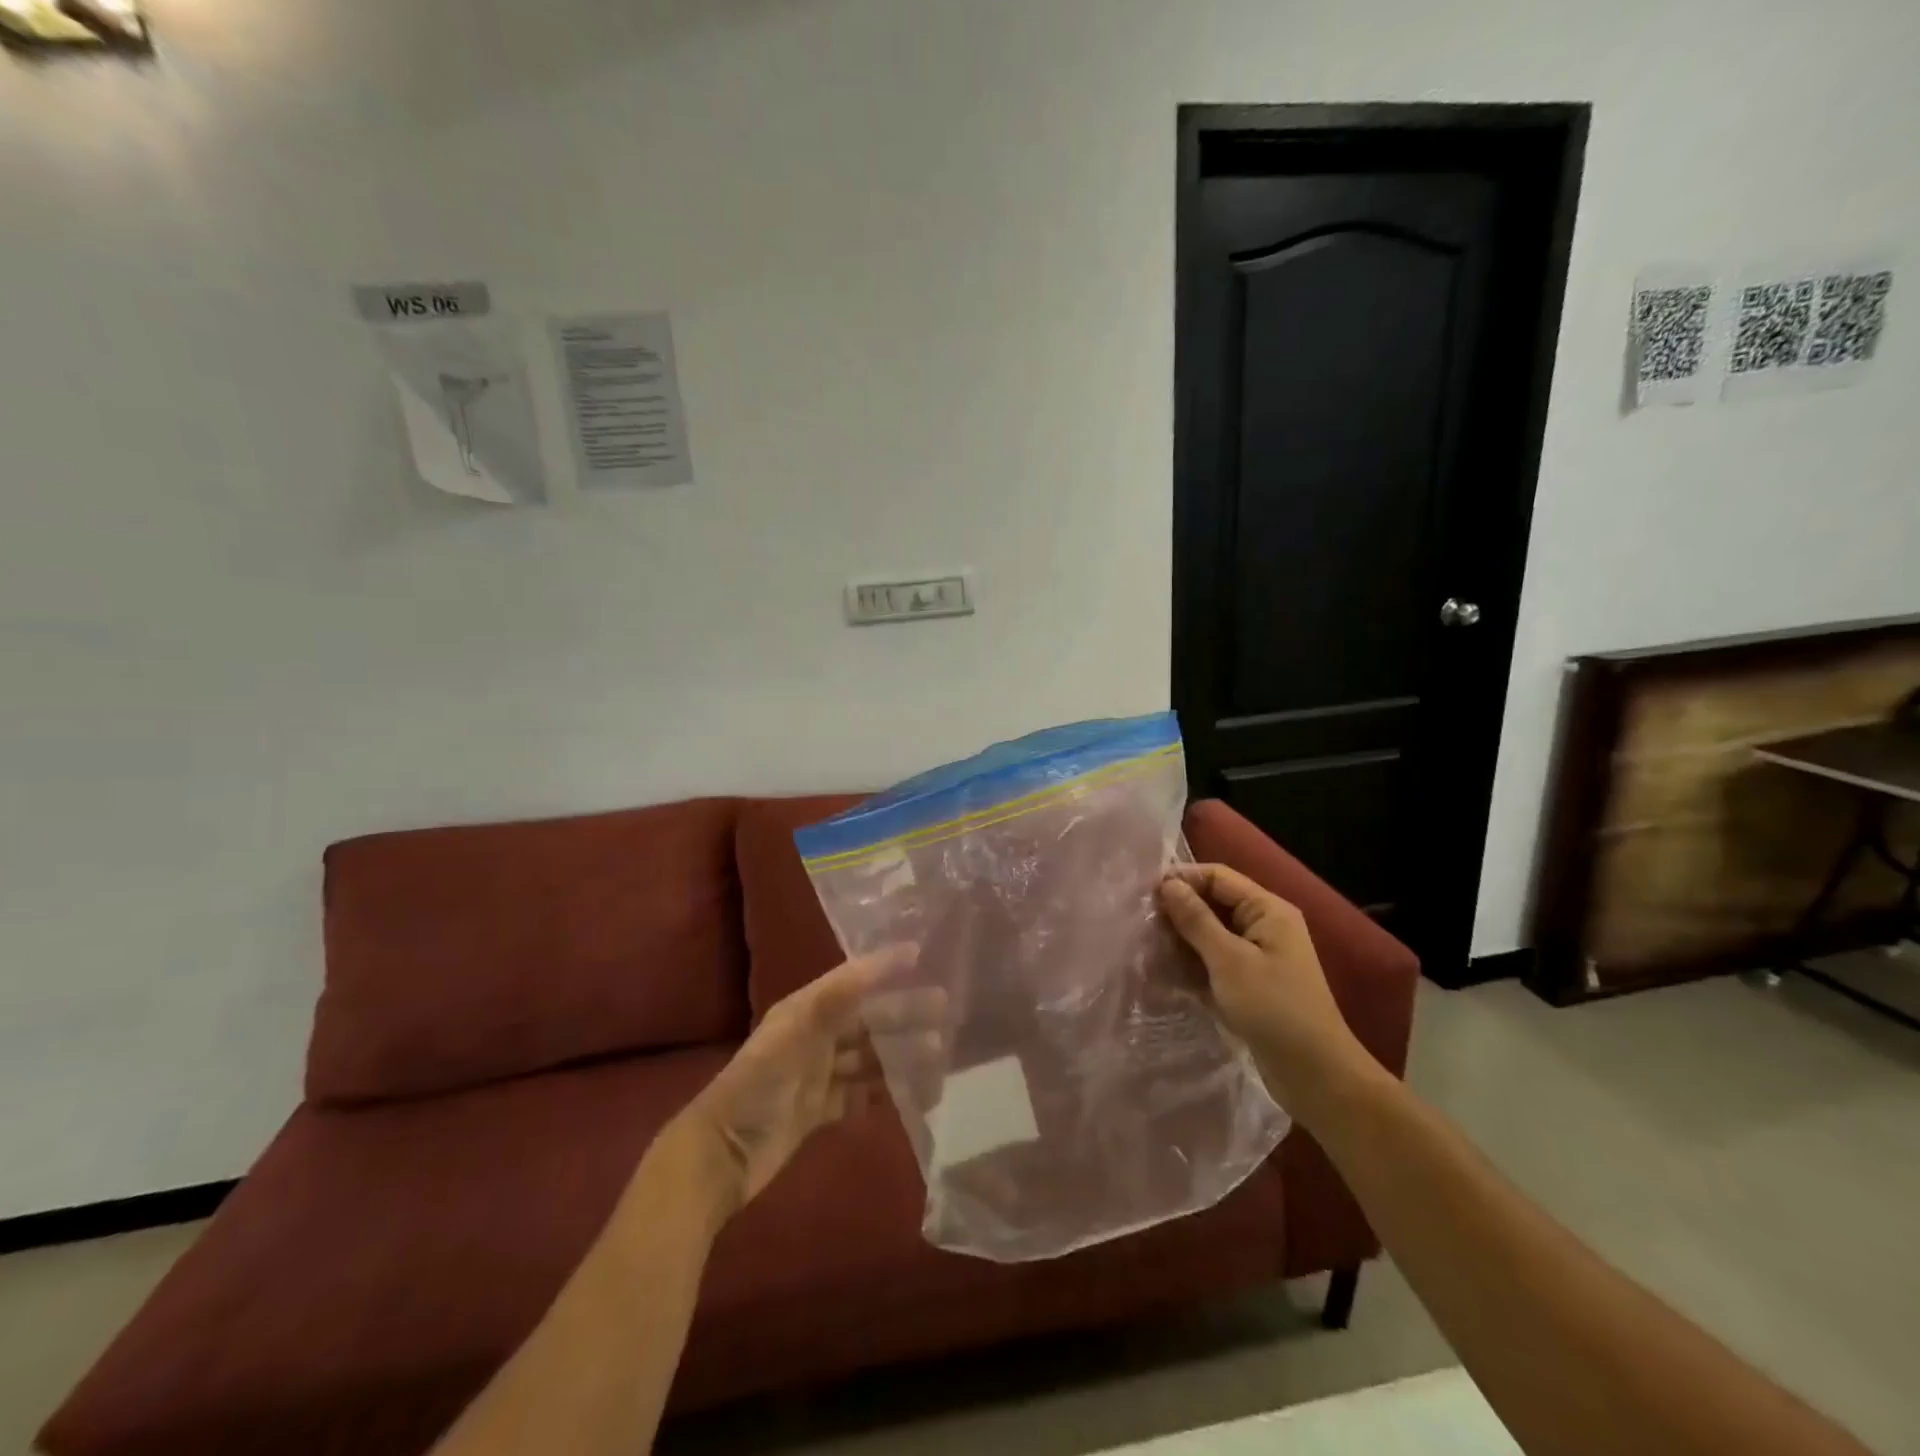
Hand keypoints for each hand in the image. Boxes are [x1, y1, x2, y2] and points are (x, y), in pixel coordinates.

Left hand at [675, 948, 924, 1209]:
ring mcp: (818, 1075)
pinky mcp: (820, 1110)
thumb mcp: (793, 1035)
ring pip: (870, 1057)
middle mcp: (815, 1037)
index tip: (921, 954)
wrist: (721, 1157)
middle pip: (868, 1019)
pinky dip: (887, 1091)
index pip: (853, 980)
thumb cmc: (756, 1087)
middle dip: (904, 1012)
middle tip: (944, 1009)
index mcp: (806, 1011)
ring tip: (937, 1054)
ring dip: (902, 1053)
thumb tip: (877, 962)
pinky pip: (862, 1094)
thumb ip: (834, 999)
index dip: (884, 966)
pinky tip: (914, 1092)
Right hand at [1157, 864, 1372, 1113]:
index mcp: (1267, 910)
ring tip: (1147, 945)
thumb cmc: (1273, 1008)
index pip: (1218, 876)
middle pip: (1213, 903)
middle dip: (1179, 910)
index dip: (1182, 879)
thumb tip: (1167, 884)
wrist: (1314, 1074)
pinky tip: (1164, 971)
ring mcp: (1258, 955)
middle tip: (1141, 921)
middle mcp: (1264, 925)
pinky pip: (1215, 959)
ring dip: (1182, 938)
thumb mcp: (1228, 960)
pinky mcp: (1250, 982)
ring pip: (1211, 932)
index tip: (1145, 894)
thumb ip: (1196, 919)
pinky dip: (1192, 961)